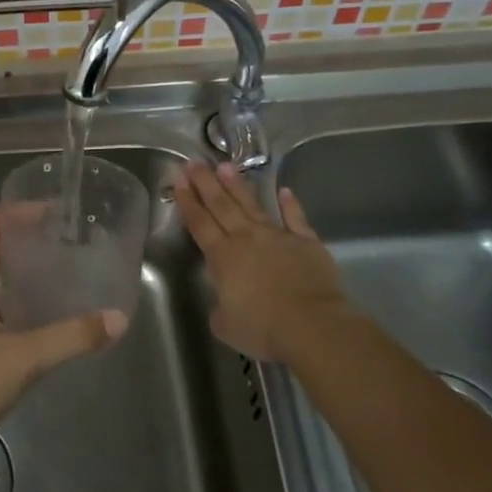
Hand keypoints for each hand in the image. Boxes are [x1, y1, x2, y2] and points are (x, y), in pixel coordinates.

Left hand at [0, 209, 127, 460]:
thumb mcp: (24, 358)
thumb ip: (71, 337)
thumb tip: (117, 319)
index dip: (15, 211)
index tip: (52, 213)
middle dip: (23, 237)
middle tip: (64, 239)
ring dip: (18, 266)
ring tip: (59, 268)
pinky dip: (13, 294)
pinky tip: (41, 310)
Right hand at [174, 162, 351, 362]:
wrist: (312, 325)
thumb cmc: (262, 328)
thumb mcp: (225, 325)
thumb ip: (220, 308)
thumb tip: (224, 302)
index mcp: (223, 257)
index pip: (200, 224)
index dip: (188, 203)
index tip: (179, 181)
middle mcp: (247, 238)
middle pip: (222, 205)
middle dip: (206, 183)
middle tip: (194, 163)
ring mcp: (278, 236)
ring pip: (253, 205)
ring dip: (237, 186)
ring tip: (225, 165)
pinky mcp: (306, 241)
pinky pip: (296, 218)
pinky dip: (290, 204)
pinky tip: (284, 191)